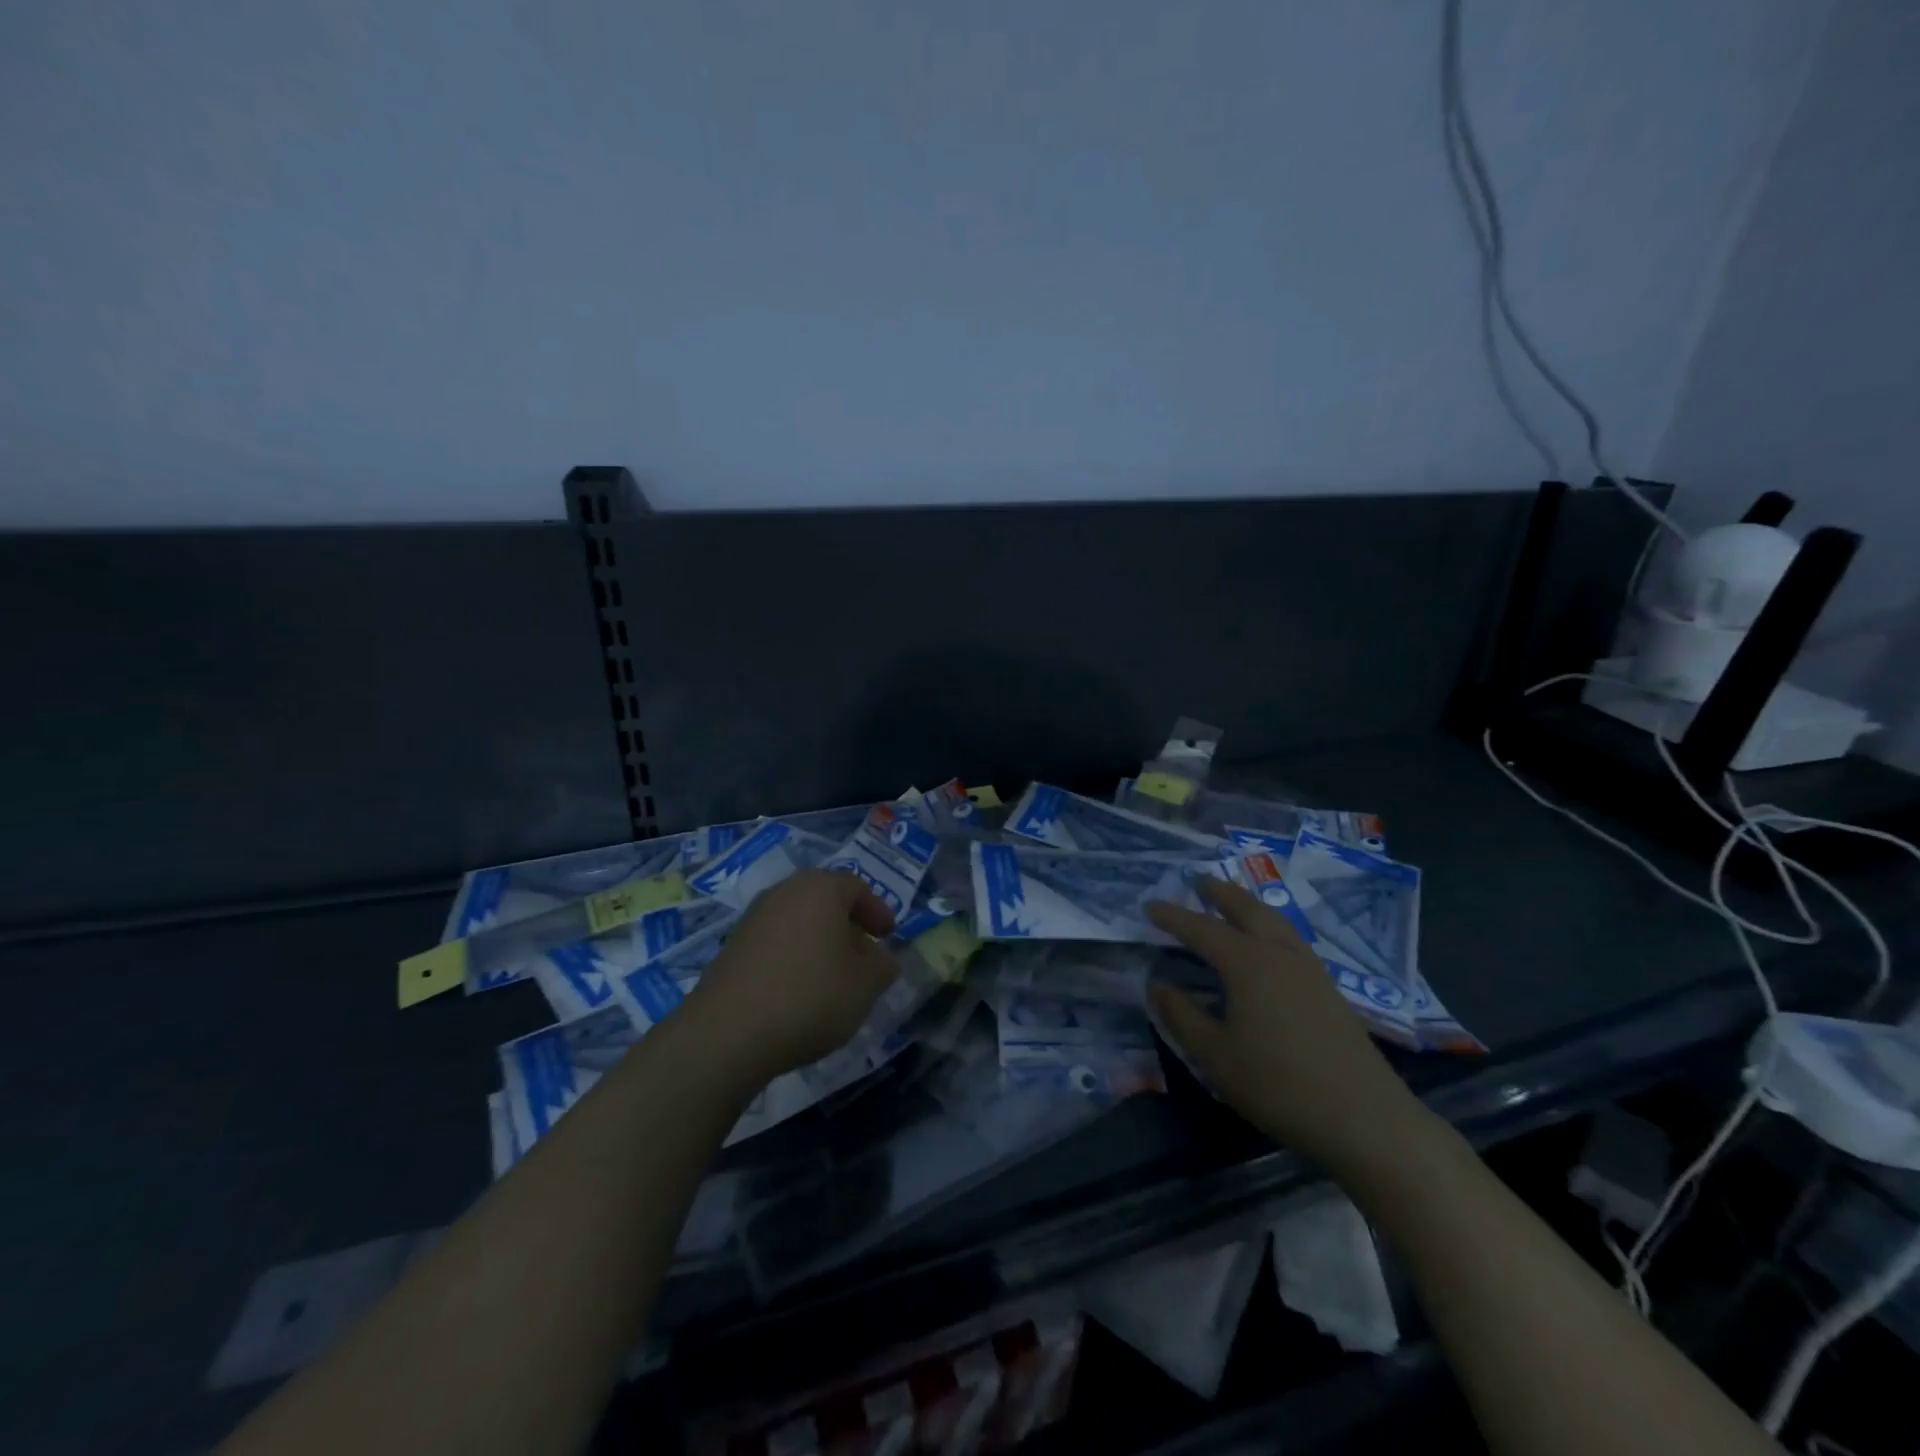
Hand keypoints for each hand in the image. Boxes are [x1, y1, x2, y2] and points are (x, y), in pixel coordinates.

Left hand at [682, 870, 900, 1085]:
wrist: (728, 1033)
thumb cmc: (810, 996)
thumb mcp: (865, 984)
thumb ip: (882, 965)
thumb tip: (882, 958)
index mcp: (820, 888)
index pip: (857, 888)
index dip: (877, 911)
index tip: (888, 937)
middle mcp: (784, 892)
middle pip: (824, 901)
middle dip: (847, 927)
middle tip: (863, 956)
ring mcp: (753, 918)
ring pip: (798, 922)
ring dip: (819, 944)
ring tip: (833, 978)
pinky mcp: (732, 948)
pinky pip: (775, 943)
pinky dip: (793, 958)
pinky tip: (799, 992)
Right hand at [1146, 879, 1424, 1172]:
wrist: (1366, 1119)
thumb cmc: (1279, 1085)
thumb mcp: (1215, 1056)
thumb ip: (1182, 1015)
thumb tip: (1157, 984)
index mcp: (1247, 963)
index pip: (1201, 928)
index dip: (1173, 917)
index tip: (1148, 906)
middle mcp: (1279, 953)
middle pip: (1247, 909)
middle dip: (1220, 892)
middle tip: (1198, 880)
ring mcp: (1310, 969)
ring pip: (1275, 920)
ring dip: (1248, 905)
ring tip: (1231, 903)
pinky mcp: (1329, 989)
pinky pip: (1291, 939)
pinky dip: (1269, 926)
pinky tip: (1268, 945)